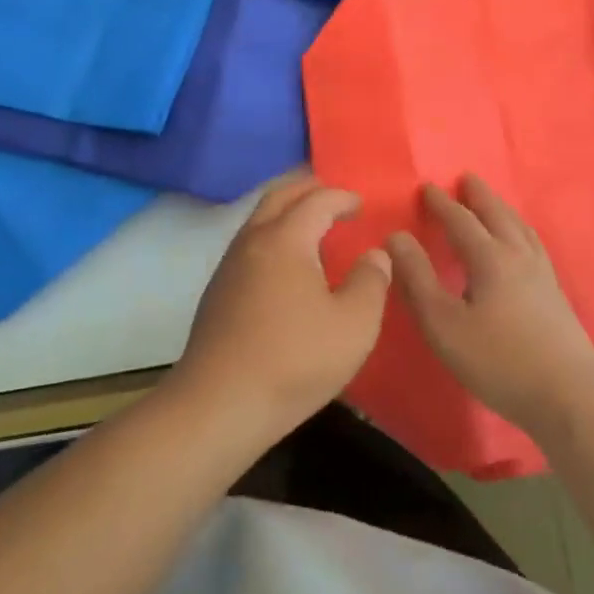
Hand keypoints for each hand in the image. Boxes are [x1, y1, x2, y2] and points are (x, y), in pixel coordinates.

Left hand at [171, 173, 390, 439]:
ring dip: (287, 211)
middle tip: (333, 197)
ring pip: (259, 218)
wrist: (219, 405)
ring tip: (313, 228)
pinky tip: (287, 266)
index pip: (317, 200)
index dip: (342, 197)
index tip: (361, 205)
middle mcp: (253, 240)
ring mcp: (230, 265)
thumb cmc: (294, 360)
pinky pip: (250, 243)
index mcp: (286, 239)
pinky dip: (273, 235)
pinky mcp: (218, 290)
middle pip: (279, 195)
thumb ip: (371, 282)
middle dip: (308, 189)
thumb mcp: (354, 326)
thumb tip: (375, 255)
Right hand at [387, 174, 593, 439]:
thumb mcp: (444, 324)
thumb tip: (396, 237)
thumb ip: (417, 279)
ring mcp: (543, 274)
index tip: (426, 187)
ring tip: (493, 203)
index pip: (461, 220)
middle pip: (497, 215)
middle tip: (466, 178)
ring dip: (502, 210)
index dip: (441, 204)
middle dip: (479, 196)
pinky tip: (523, 246)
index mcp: (490, 258)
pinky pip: (534, 245)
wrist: (570, 396)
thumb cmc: (499, 361)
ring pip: (520, 228)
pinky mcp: (556, 295)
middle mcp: (518, 256)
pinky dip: (521, 231)